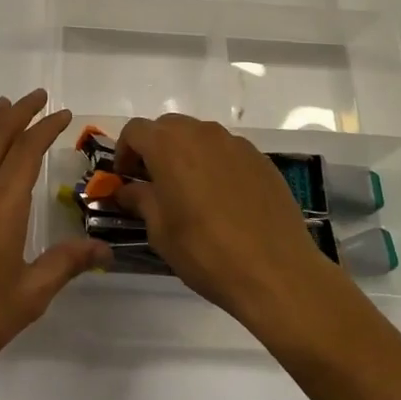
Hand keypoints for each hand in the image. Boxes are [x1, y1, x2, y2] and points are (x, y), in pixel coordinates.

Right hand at [114, 114, 350, 330]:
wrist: (276, 272)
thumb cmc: (206, 251)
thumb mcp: (160, 231)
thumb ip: (140, 200)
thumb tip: (127, 190)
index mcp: (169, 145)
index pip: (135, 130)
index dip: (124, 151)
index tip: (126, 178)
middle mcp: (201, 133)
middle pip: (168, 127)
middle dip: (155, 149)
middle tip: (154, 183)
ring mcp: (235, 143)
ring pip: (199, 136)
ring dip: (186, 154)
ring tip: (190, 192)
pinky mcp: (260, 158)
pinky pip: (227, 151)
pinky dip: (216, 164)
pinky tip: (223, 199)